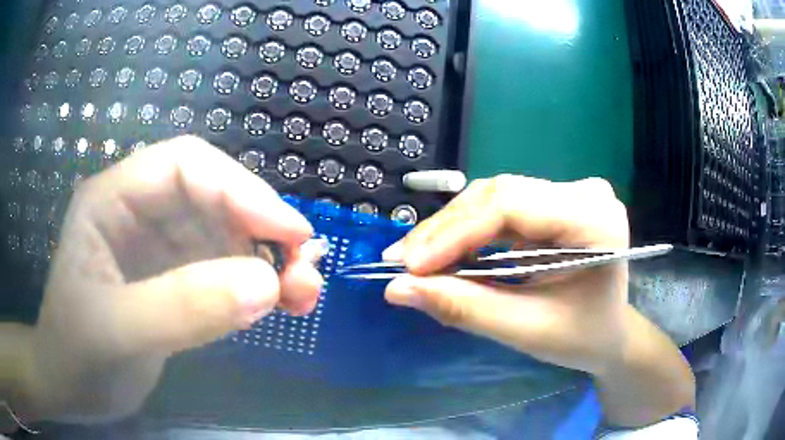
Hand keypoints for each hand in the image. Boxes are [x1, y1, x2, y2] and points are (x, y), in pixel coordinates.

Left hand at [25, 136, 322, 422]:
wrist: (74, 389)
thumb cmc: (76, 353)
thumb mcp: (116, 331)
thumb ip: (181, 307)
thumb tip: (266, 285)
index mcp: (113, 199)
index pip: (186, 166)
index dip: (240, 189)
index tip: (290, 232)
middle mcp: (141, 214)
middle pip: (214, 199)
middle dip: (263, 229)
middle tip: (305, 269)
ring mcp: (161, 251)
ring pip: (226, 237)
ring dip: (269, 261)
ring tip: (304, 293)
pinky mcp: (177, 285)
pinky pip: (225, 273)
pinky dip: (258, 286)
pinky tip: (280, 305)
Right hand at [384, 175, 693, 425]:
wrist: (609, 333)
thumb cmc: (581, 337)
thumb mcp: (527, 330)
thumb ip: (465, 308)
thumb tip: (397, 289)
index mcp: (593, 217)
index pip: (511, 206)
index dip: (454, 234)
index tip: (408, 266)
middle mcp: (582, 192)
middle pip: (498, 195)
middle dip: (444, 232)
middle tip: (401, 264)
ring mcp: (568, 193)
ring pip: (493, 198)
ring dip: (450, 230)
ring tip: (415, 261)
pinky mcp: (553, 203)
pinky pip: (500, 209)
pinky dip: (467, 232)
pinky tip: (443, 253)